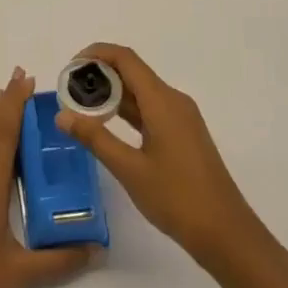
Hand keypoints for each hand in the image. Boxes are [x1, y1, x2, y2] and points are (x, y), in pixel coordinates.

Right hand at [54, 44, 266, 271]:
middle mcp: (173, 101)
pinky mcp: (183, 134)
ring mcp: (181, 118)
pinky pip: (150, 109)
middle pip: (133, 72)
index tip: (70, 68)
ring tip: (81, 109)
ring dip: (112, 94)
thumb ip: (95, 138)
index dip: (96, 54)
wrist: (226, 234)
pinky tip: (108, 126)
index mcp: (162, 101)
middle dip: (100, 75)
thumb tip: (61, 115)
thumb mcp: (129, 169)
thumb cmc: (177, 198)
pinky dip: (127, 111)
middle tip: (69, 92)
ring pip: (141, 92)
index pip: (125, 58)